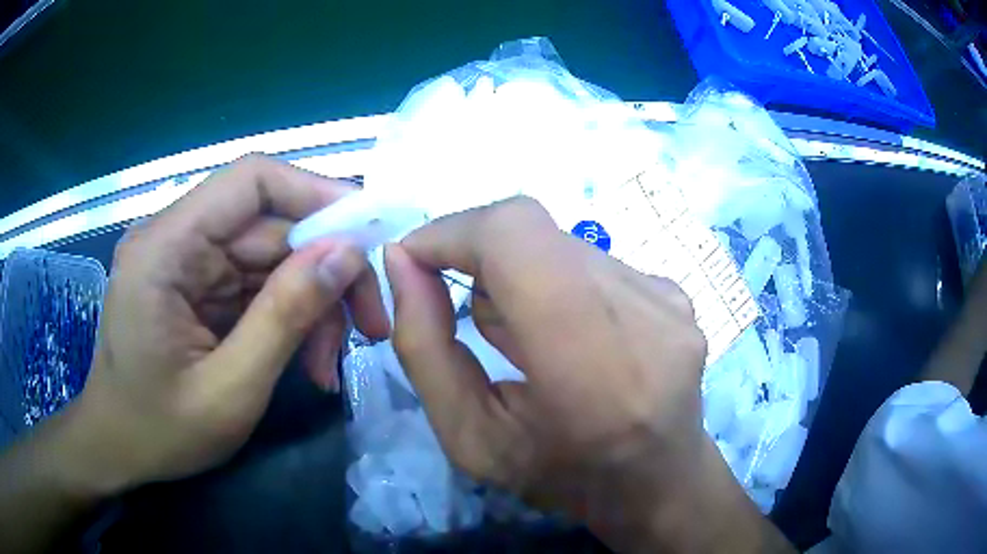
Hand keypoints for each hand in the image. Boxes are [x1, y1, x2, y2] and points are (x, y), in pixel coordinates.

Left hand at [64, 155, 387, 494]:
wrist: (118, 449)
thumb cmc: (159, 432)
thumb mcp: (229, 391)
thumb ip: (284, 318)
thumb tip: (345, 253)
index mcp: (164, 249)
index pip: (250, 181)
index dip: (315, 194)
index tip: (367, 237)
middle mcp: (174, 239)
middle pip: (269, 226)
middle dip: (324, 273)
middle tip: (369, 328)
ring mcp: (185, 262)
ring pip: (270, 259)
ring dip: (310, 304)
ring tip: (329, 365)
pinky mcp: (194, 285)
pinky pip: (255, 285)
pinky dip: (288, 318)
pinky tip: (306, 361)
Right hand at [384, 197, 791, 552]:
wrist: (658, 481)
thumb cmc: (561, 476)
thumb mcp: (470, 437)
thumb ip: (424, 349)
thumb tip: (402, 263)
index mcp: (591, 367)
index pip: (516, 235)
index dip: (454, 231)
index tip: (416, 260)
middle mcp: (642, 315)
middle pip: (534, 230)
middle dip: (479, 256)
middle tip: (468, 313)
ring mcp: (666, 299)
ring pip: (560, 242)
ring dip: (522, 274)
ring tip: (528, 337)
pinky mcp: (675, 292)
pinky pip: (593, 260)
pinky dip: (560, 283)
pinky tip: (571, 336)